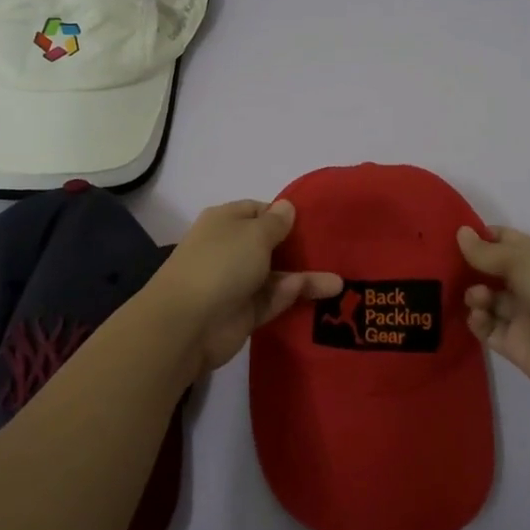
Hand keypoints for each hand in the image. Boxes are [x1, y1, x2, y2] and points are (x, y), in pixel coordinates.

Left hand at [150, 199, 342, 377]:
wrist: (188, 322)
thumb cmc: (221, 263)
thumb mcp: (254, 234)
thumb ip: (276, 223)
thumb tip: (287, 207)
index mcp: (226, 221)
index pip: (258, 211)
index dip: (284, 215)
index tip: (315, 222)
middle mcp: (230, 249)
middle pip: (270, 245)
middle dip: (299, 248)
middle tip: (335, 250)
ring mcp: (237, 282)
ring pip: (276, 275)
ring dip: (306, 277)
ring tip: (341, 281)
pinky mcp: (245, 313)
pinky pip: (274, 300)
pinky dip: (295, 296)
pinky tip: (326, 292)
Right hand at [458, 225, 529, 404]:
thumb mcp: (523, 262)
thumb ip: (487, 251)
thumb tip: (460, 232)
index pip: (499, 240)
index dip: (475, 237)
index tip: (446, 237)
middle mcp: (525, 282)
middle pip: (486, 270)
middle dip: (465, 268)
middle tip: (443, 269)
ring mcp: (518, 314)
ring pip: (483, 299)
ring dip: (473, 295)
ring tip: (479, 299)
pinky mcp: (511, 343)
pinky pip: (485, 328)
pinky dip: (477, 321)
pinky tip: (480, 318)